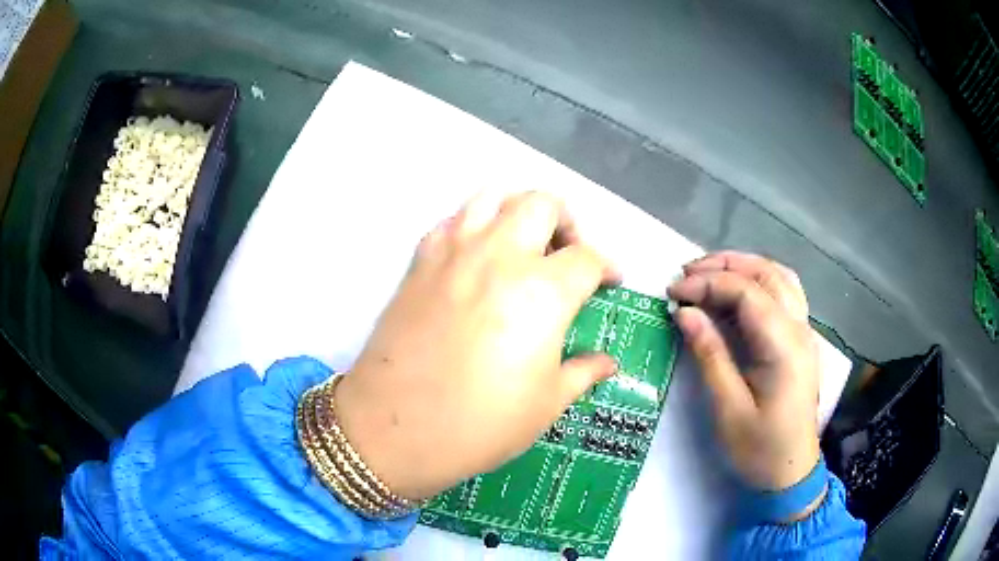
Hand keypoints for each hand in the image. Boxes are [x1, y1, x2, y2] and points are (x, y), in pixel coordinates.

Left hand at [333, 192, 619, 499]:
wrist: (394, 428)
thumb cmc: (480, 425)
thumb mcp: (546, 404)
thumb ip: (583, 372)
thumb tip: (608, 363)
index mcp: (543, 291)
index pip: (588, 258)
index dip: (607, 267)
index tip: (609, 281)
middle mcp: (501, 256)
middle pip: (543, 204)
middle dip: (566, 222)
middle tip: (566, 256)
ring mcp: (454, 252)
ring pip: (493, 196)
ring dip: (517, 211)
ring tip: (523, 244)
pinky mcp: (420, 260)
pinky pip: (451, 220)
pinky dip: (472, 225)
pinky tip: (475, 257)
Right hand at [668, 252, 822, 513]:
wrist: (791, 471)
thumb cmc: (759, 447)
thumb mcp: (728, 408)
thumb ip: (710, 355)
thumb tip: (684, 312)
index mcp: (783, 345)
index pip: (746, 292)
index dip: (707, 284)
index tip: (673, 291)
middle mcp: (799, 328)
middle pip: (765, 274)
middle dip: (723, 266)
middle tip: (686, 274)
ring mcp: (804, 331)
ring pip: (778, 276)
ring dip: (744, 267)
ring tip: (709, 273)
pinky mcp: (801, 339)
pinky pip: (785, 292)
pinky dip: (760, 280)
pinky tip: (740, 290)